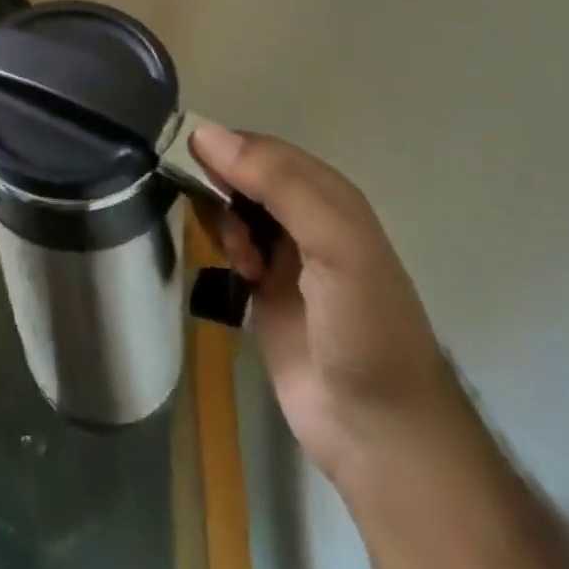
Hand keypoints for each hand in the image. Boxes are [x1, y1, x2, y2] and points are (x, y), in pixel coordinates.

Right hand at [189, 124, 466, 493]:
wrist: (379, 435)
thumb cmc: (362, 328)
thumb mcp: (333, 244)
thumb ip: (278, 184)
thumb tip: (204, 133)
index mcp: (327, 194)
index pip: (260, 148)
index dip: (225, 149)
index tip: (190, 166)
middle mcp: (303, 215)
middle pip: (240, 173)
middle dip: (219, 188)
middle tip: (222, 223)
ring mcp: (283, 252)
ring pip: (230, 206)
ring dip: (220, 220)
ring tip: (237, 257)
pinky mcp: (262, 287)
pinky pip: (227, 242)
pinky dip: (220, 245)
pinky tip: (235, 272)